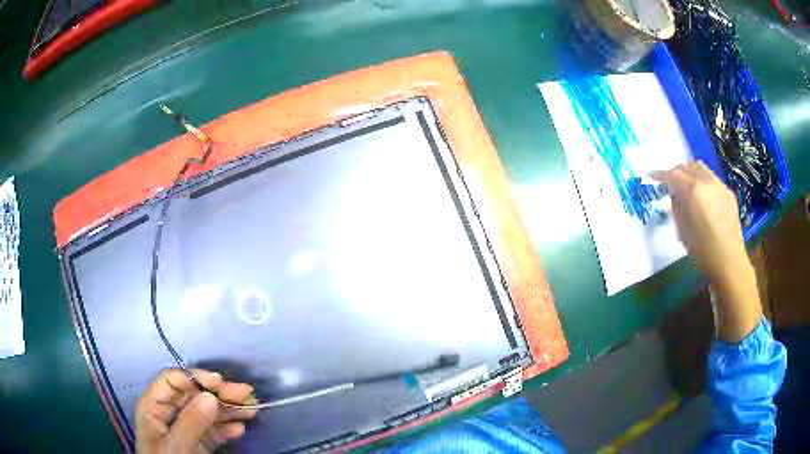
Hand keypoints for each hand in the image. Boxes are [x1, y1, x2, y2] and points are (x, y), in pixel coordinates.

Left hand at [136, 368, 256, 453]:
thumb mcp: (175, 446)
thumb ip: (190, 422)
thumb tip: (210, 396)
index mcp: (154, 407)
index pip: (172, 381)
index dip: (195, 377)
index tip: (219, 381)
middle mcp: (169, 413)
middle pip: (194, 395)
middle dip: (219, 393)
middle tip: (246, 393)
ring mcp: (185, 429)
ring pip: (207, 412)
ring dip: (229, 409)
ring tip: (251, 409)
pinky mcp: (197, 443)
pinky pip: (213, 431)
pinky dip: (227, 429)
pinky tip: (240, 428)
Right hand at [653, 161, 760, 342]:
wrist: (729, 261)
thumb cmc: (703, 251)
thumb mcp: (682, 231)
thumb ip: (676, 208)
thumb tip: (675, 196)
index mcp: (693, 191)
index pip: (672, 175)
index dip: (659, 175)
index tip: (650, 176)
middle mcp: (706, 181)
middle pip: (685, 167)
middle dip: (674, 172)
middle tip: (668, 184)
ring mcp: (719, 184)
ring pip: (699, 167)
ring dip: (689, 171)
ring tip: (685, 184)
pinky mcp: (727, 192)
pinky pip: (711, 177)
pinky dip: (702, 180)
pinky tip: (702, 196)